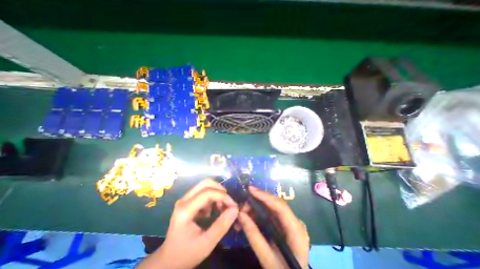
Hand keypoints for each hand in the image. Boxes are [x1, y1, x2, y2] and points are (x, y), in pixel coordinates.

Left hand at [137, 178, 237, 268]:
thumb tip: (235, 209)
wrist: (168, 260)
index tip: (233, 206)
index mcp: (185, 210)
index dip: (223, 196)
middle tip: (228, 202)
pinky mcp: (188, 201)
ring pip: (205, 185)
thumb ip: (221, 226)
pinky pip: (203, 191)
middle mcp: (184, 200)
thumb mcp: (206, 244)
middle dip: (220, 190)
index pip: (207, 193)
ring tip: (221, 207)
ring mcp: (185, 199)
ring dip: (216, 193)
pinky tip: (213, 210)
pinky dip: (212, 197)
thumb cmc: (186, 253)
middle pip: (206, 183)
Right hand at [238, 186, 309, 268]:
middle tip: (241, 206)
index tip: (250, 189)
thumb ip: (254, 236)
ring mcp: (290, 222)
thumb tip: (240, 214)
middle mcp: (295, 222)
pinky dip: (258, 215)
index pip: (281, 206)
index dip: (265, 196)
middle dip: (256, 202)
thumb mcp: (267, 259)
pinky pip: (270, 214)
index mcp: (296, 231)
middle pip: (275, 204)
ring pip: (270, 208)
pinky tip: (248, 218)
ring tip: (241, 214)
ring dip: (255, 209)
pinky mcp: (284, 225)